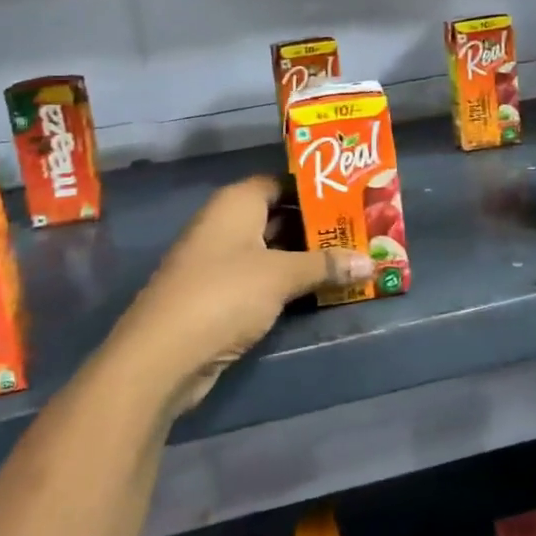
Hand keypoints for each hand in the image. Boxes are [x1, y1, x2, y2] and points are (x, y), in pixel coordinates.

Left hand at [109, 175, 371, 411]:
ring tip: (352, 258)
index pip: (281, 181)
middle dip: (317, 226)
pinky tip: (322, 288)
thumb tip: (372, 262)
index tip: (352, 197)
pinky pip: (263, 277)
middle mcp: (226, 224)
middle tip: (361, 231)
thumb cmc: (225, 294)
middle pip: (279, 215)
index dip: (315, 189)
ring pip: (273, 249)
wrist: (164, 354)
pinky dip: (289, 281)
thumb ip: (326, 265)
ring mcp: (220, 260)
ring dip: (307, 257)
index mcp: (236, 202)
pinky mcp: (220, 294)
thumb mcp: (282, 275)